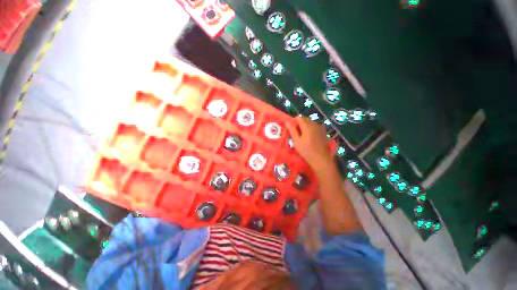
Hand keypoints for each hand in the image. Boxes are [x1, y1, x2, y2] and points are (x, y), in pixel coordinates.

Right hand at [286, 116, 332, 170]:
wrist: (320, 159)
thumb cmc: (306, 150)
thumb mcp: (296, 141)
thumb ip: (292, 130)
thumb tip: (287, 121)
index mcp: (307, 125)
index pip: (299, 118)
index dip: (294, 122)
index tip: (292, 129)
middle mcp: (314, 124)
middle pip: (305, 119)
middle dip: (300, 124)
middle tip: (297, 133)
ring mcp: (320, 128)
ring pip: (310, 123)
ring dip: (305, 126)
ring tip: (303, 136)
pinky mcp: (323, 132)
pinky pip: (315, 127)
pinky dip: (311, 129)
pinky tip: (310, 137)